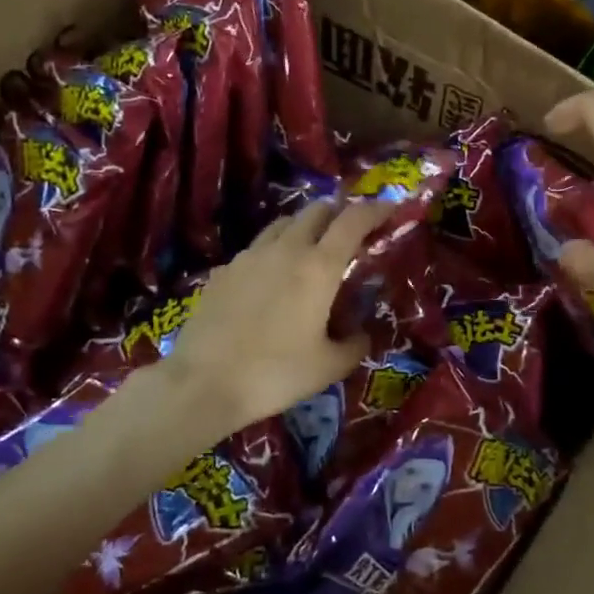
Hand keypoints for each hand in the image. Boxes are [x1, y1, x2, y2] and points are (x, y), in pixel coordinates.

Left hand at [164, 200, 392, 432]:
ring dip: (304, 228)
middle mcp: (286, 250)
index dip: (375, 209)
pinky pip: (256, 249)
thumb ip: (354, 345)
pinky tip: (271, 279)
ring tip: (311, 250)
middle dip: (338, 214)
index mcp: (319, 267)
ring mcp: (249, 257)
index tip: (390, 209)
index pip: (353, 220)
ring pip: (283, 224)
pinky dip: (273, 252)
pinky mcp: (223, 271)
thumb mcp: (329, 367)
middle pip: (316, 211)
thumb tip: (361, 335)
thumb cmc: (275, 374)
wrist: (203, 383)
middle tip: (350, 233)